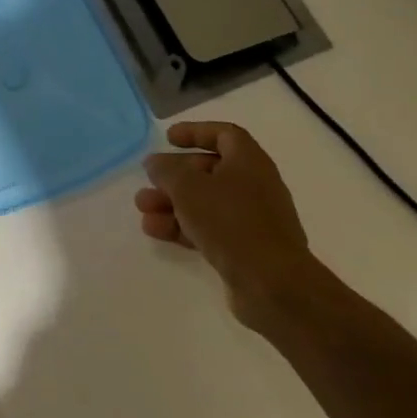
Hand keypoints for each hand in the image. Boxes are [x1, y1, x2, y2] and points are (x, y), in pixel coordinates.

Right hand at [136, 121, 322, 325]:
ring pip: (205, 202)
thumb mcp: (188, 187)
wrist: (273, 285)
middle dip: (174, 176)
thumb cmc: (231, 222)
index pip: (225, 135)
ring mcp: (251, 220)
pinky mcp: (245, 248)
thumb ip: (166, 170)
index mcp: (249, 163)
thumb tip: (156, 163)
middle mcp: (254, 187)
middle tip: (148, 181)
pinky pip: (208, 228)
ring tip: (143, 210)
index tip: (168, 138)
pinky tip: (156, 231)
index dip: (196, 132)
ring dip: (172, 203)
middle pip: (209, 171)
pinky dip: (182, 226)